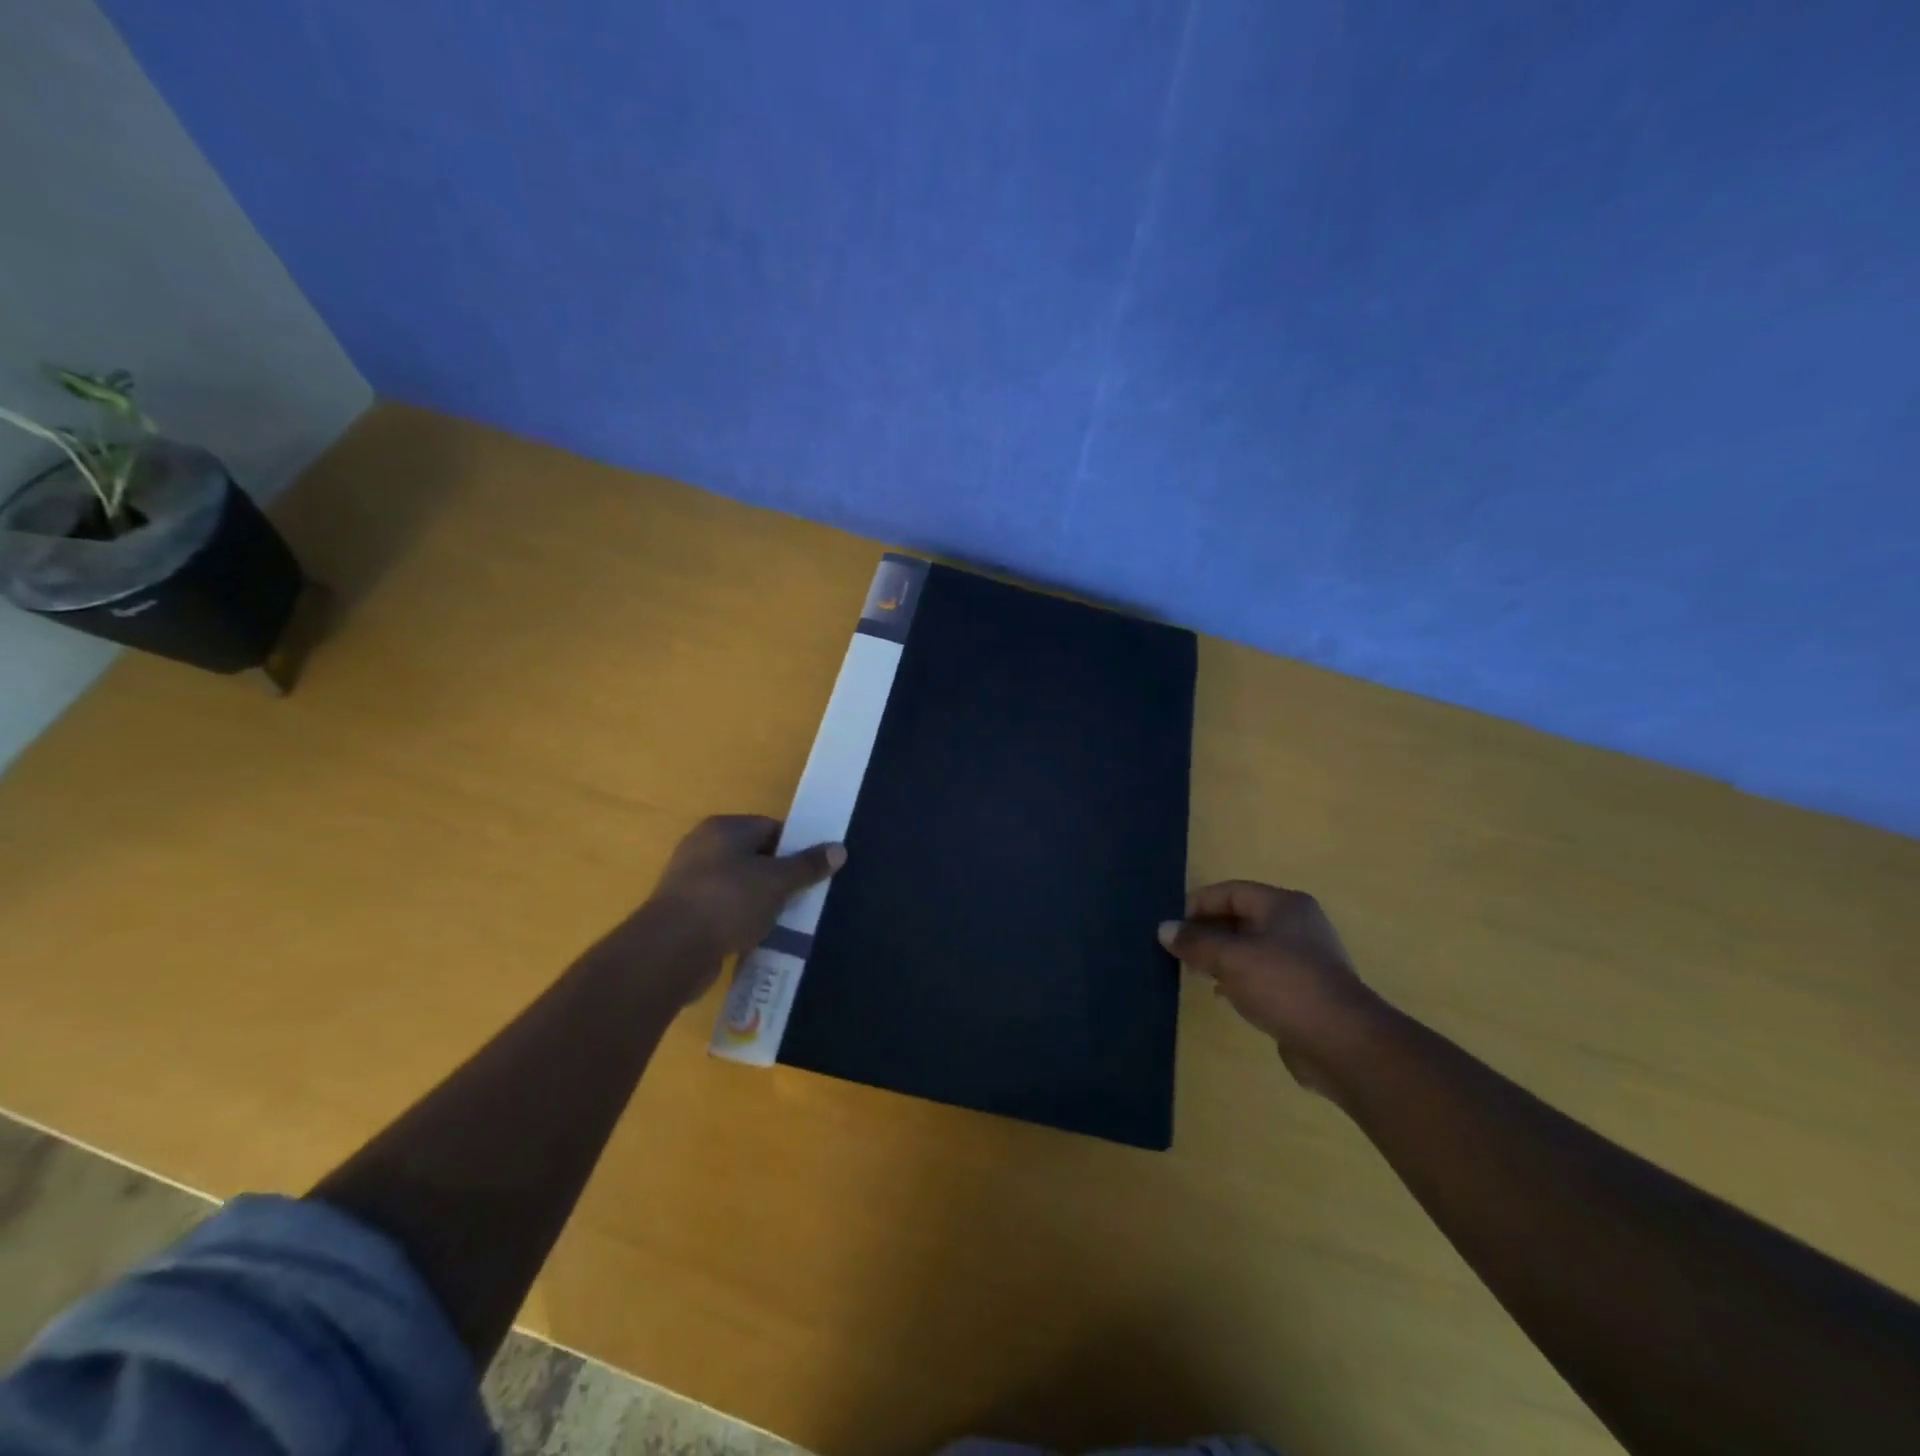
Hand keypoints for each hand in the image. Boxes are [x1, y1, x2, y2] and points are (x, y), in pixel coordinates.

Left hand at [614, 816, 842, 1004]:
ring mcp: (689, 881)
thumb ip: (808, 865)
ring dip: (761, 902)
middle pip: (755, 856)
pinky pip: (723, 910)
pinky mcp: (684, 914)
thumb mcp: (777, 881)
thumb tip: (839, 848)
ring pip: (739, 886)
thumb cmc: (728, 901)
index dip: (796, 848)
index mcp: (724, 828)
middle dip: (780, 877)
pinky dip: (740, 920)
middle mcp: (703, 847)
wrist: (671, 950)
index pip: (771, 828)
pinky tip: (757, 936)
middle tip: (806, 897)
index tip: (815, 871)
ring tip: (786, 920)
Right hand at [1159, 880, 1384, 1093]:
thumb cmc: (1285, 985)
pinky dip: (1239, 979)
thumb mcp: (1231, 958)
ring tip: (1193, 970)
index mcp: (1284, 905)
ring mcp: (1304, 959)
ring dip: (1221, 956)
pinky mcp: (1305, 991)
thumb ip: (1196, 942)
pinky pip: (1262, 974)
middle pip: (1242, 918)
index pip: (1232, 891)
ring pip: (1251, 948)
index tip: (1173, 925)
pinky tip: (1221, 994)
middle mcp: (1297, 925)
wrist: (1343, 1044)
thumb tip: (1164, 929)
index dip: (1199, 904)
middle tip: (1179, 949)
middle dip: (1208, 931)